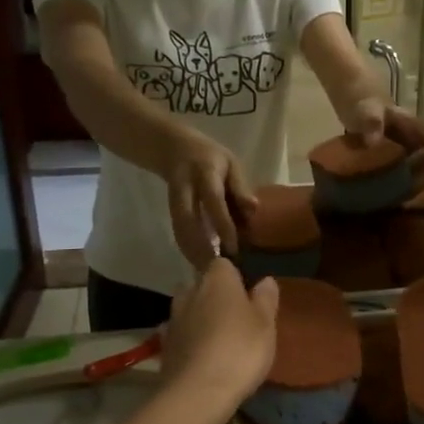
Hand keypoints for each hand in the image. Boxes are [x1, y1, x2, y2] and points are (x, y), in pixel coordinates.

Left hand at [160, 260, 279, 408]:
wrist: (197, 394)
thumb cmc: (240, 350)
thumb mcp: (266, 324)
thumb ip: (266, 299)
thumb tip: (265, 280)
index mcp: (217, 279)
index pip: (223, 263)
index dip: (235, 276)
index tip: (248, 293)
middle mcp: (190, 291)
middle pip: (203, 285)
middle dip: (215, 295)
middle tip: (236, 317)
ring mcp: (173, 319)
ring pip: (190, 309)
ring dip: (201, 318)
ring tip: (220, 339)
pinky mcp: (165, 346)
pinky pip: (182, 334)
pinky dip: (190, 340)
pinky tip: (203, 357)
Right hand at [162, 131, 255, 267]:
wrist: (174, 149)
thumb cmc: (212, 157)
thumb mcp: (231, 163)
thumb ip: (240, 187)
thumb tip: (254, 210)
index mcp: (205, 172)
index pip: (213, 201)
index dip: (222, 224)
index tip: (233, 248)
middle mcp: (185, 187)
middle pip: (188, 220)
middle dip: (201, 247)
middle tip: (216, 269)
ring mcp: (174, 199)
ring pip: (179, 230)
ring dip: (192, 253)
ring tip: (208, 273)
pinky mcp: (169, 210)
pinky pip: (178, 232)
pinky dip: (187, 250)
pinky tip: (198, 265)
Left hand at [336, 101, 423, 190]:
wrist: (349, 92)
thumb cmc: (362, 99)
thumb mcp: (366, 109)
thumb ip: (372, 124)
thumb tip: (374, 144)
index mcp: (413, 126)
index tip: (411, 167)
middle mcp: (413, 137)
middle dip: (421, 176)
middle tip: (402, 189)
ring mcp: (402, 146)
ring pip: (418, 167)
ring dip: (410, 181)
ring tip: (394, 194)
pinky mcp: (390, 154)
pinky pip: (400, 170)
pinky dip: (396, 181)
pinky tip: (383, 191)